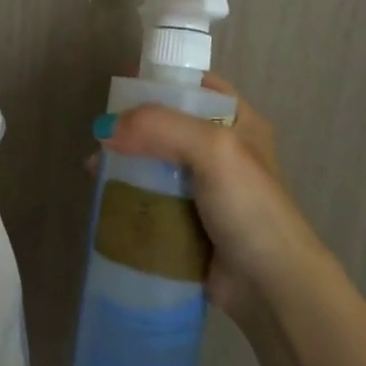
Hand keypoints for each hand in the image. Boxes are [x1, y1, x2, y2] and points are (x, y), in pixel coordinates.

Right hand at [102, 75, 330, 325]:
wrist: (270, 285)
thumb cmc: (249, 206)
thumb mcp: (213, 149)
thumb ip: (159, 126)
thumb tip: (105, 129)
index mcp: (238, 123)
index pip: (196, 86)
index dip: (161, 80)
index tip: (122, 84)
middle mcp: (221, 151)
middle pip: (167, 125)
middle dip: (132, 127)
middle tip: (101, 134)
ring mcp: (204, 189)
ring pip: (154, 163)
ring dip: (125, 163)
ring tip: (95, 169)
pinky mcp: (187, 222)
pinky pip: (150, 199)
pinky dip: (128, 196)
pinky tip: (104, 198)